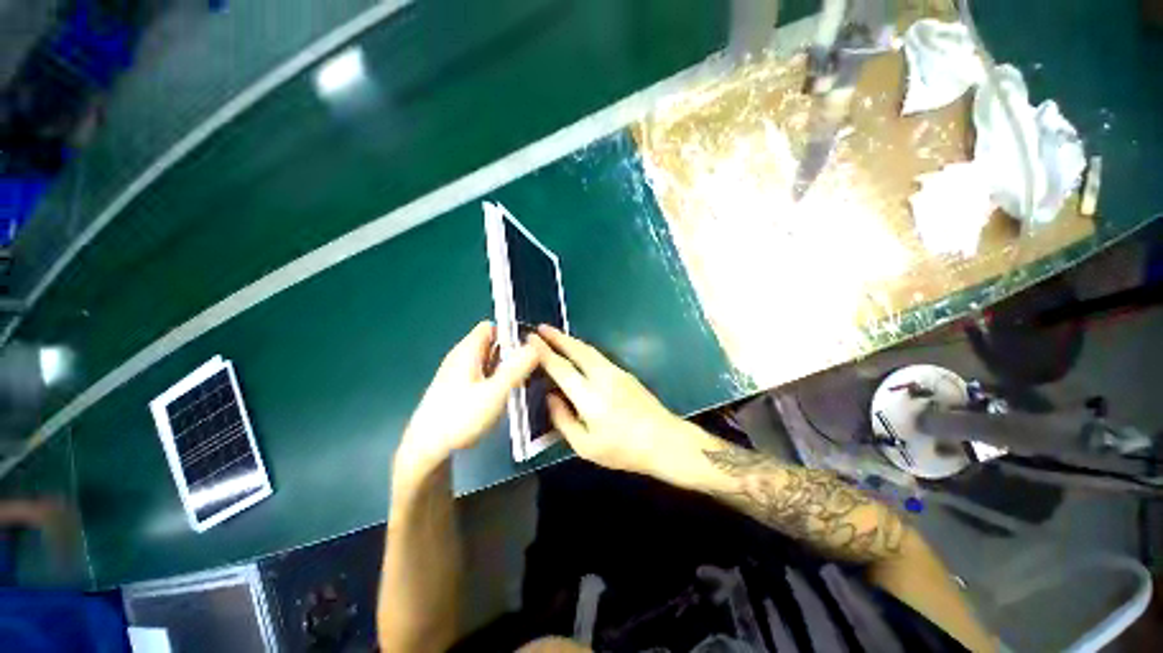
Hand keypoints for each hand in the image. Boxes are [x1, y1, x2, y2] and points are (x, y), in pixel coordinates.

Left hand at [394, 321, 537, 487]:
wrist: (425, 451)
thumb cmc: (459, 418)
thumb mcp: (494, 393)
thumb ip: (516, 369)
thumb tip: (535, 346)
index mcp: (467, 351)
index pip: (491, 327)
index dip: (511, 332)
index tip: (531, 346)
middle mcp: (462, 358)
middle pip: (492, 344)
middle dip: (513, 352)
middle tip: (534, 366)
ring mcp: (459, 375)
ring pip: (489, 361)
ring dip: (507, 367)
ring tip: (527, 380)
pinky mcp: (459, 390)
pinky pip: (484, 376)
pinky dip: (498, 379)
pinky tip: (509, 394)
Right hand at [529, 325, 693, 477]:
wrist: (665, 440)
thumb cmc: (623, 449)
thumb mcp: (586, 446)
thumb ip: (564, 420)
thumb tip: (551, 397)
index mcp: (589, 396)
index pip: (561, 368)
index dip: (544, 352)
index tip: (531, 339)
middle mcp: (602, 377)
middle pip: (577, 350)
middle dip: (557, 337)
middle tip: (541, 328)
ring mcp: (616, 372)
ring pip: (589, 350)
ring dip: (571, 341)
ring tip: (556, 336)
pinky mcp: (625, 373)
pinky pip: (598, 356)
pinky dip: (583, 350)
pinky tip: (578, 353)